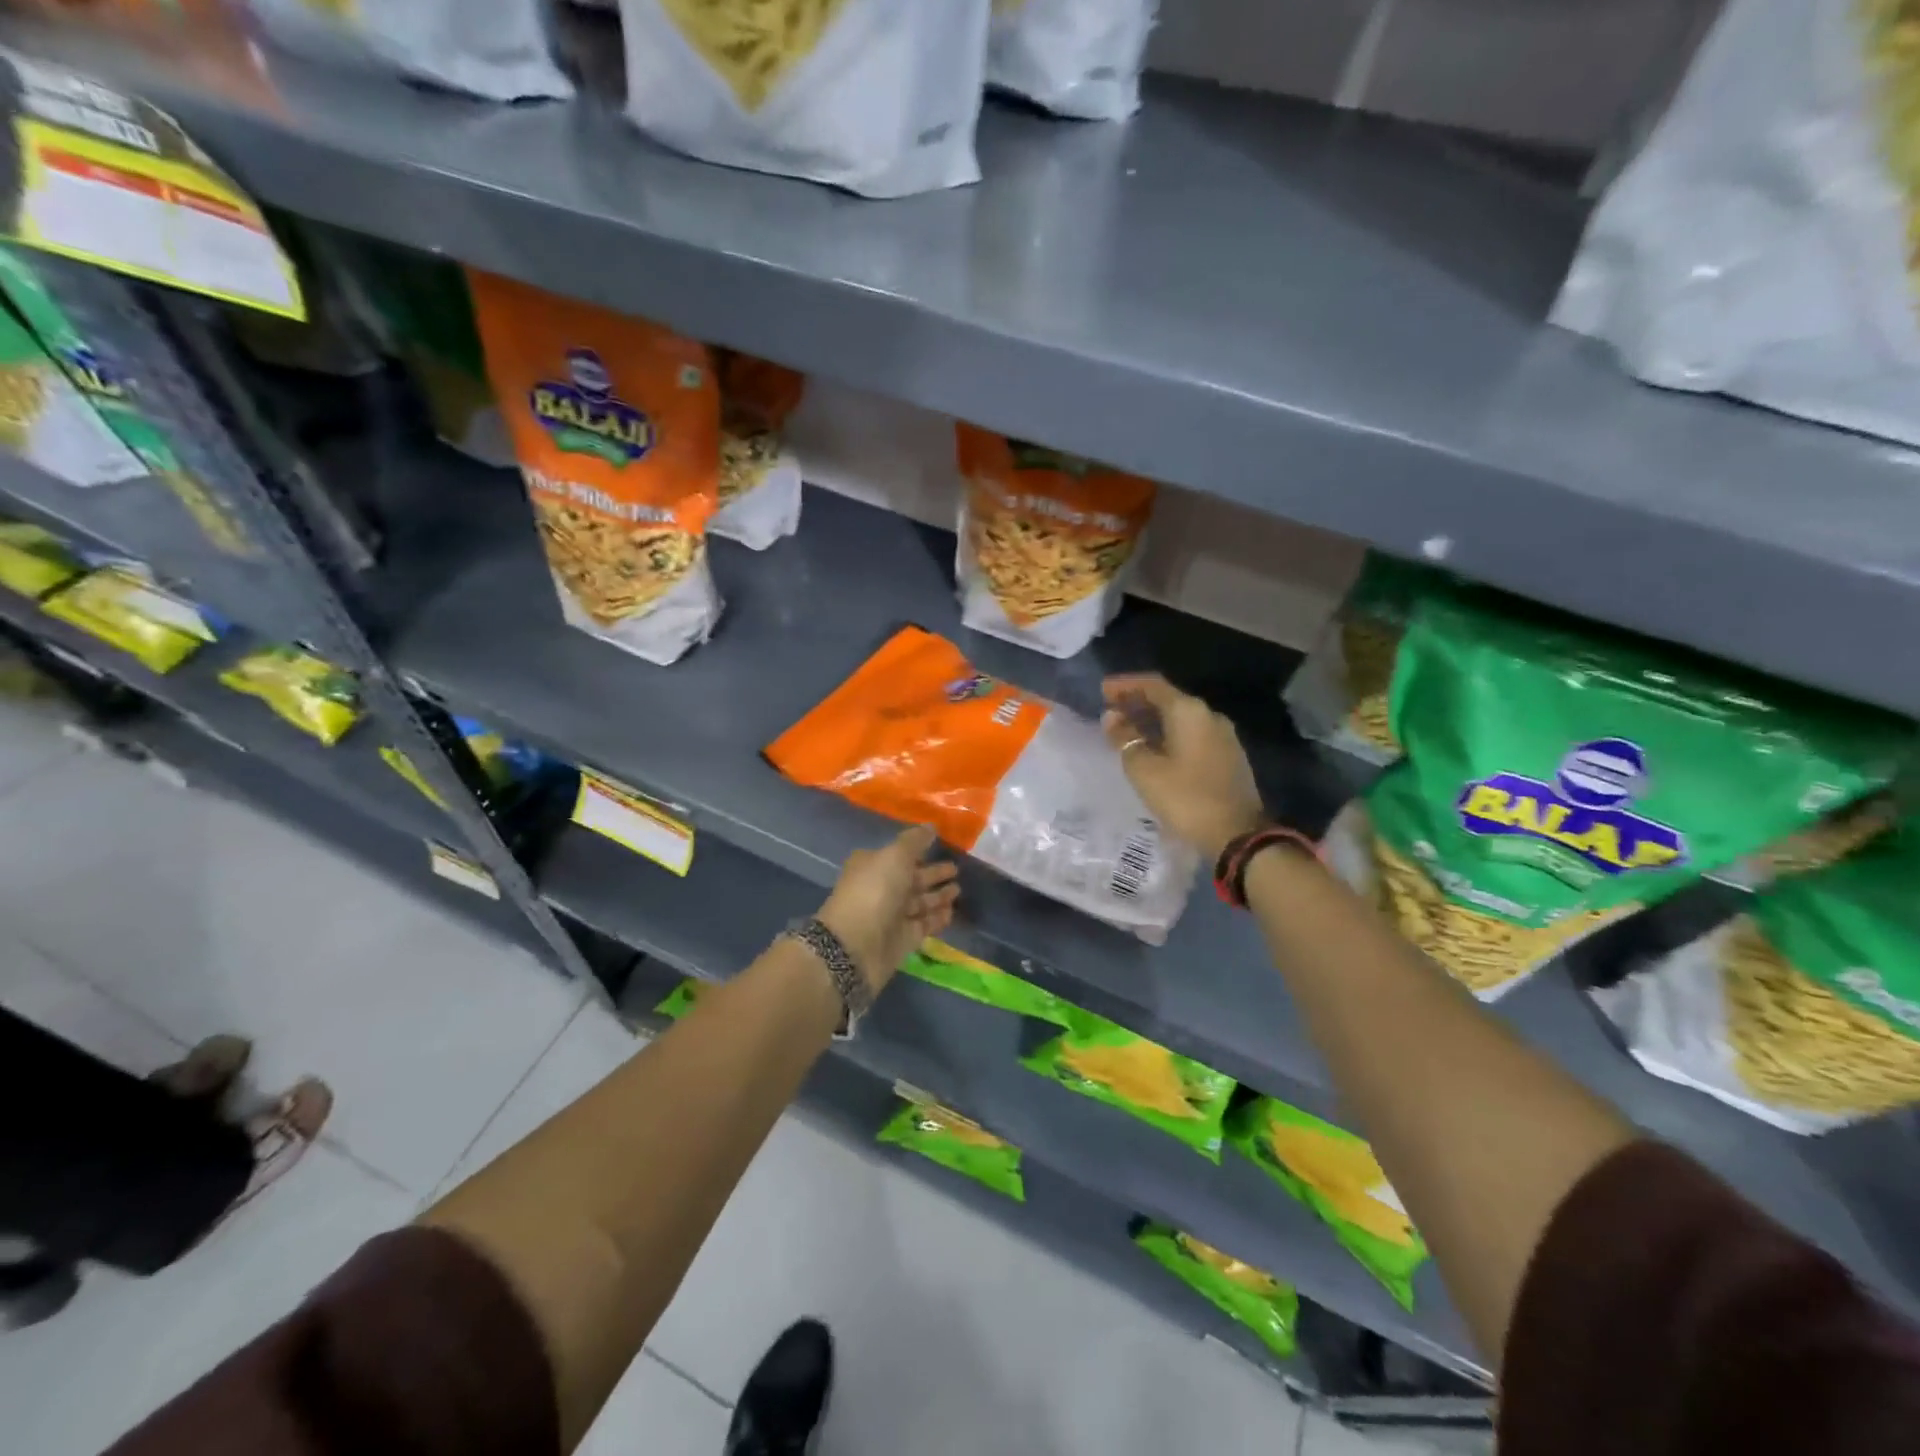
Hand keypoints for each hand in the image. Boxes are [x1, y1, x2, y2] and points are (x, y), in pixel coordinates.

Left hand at [817, 825, 960, 995]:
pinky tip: (952, 911)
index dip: (918, 849)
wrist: (856, 945)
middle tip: (956, 868)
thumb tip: (931, 826)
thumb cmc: (875, 891)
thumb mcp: (895, 856)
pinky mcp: (903, 939)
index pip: (900, 854)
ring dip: (938, 896)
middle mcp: (882, 888)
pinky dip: (938, 918)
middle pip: (912, 878)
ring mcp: (892, 915)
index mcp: (873, 864)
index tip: (940, 844)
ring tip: (959, 889)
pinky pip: (924, 924)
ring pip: (920, 902)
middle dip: (933, 873)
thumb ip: (915, 840)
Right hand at [1101, 673, 1265, 859]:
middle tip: (1111, 709)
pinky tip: (1153, 748)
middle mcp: (1209, 716)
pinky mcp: (1228, 757)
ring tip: (1127, 730)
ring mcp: (1223, 736)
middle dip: (1138, 702)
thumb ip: (1125, 739)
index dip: (1125, 685)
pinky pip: (1191, 734)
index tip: (1102, 690)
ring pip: (1180, 718)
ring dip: (1153, 720)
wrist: (1238, 835)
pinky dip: (1168, 734)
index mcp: (1189, 712)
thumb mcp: (1144, 770)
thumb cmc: (1185, 798)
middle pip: (1168, 699)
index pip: (1153, 685)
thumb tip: (1112, 717)